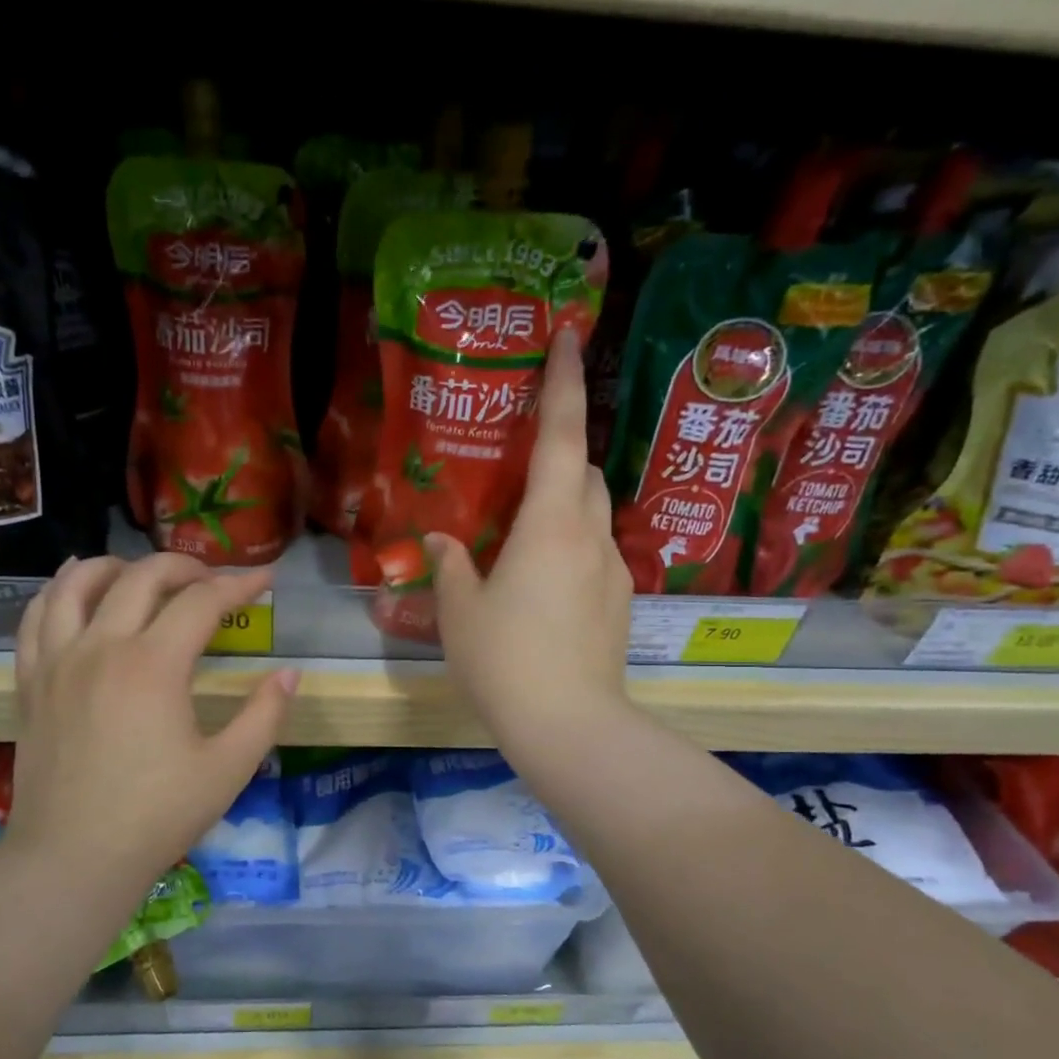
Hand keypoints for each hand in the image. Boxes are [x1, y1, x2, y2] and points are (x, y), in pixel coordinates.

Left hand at [6, 555, 297, 918]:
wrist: (72, 858)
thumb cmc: (156, 816)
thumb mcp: (228, 770)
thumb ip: (264, 715)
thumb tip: (289, 674)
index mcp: (154, 665)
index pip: (202, 602)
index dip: (239, 585)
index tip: (264, 580)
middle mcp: (102, 647)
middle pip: (141, 577)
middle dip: (184, 565)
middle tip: (211, 579)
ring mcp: (58, 661)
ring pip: (78, 583)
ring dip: (116, 565)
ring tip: (140, 572)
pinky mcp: (30, 682)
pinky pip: (36, 617)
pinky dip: (58, 591)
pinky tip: (73, 590)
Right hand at [428, 329, 633, 767]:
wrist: (568, 724)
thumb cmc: (504, 659)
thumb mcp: (459, 611)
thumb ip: (450, 565)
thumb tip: (440, 540)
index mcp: (550, 524)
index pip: (561, 434)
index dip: (564, 381)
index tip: (570, 335)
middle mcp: (590, 535)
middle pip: (583, 471)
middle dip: (559, 452)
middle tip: (520, 463)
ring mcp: (612, 571)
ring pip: (591, 514)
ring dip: (563, 504)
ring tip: (524, 531)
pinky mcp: (618, 603)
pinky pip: (594, 554)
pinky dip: (570, 547)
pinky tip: (541, 584)